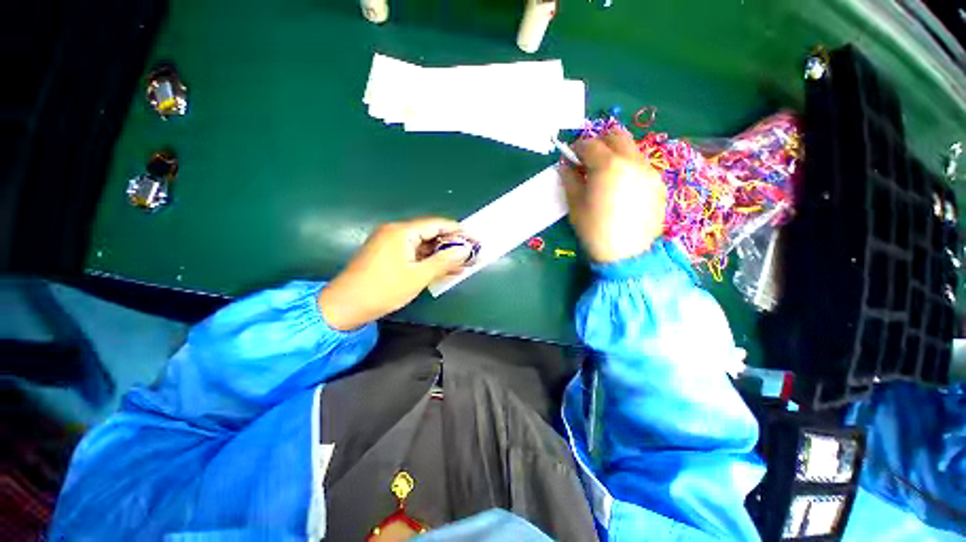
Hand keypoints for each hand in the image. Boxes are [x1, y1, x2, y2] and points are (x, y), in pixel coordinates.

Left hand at [318, 218, 470, 330]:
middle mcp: (395, 232)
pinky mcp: (387, 254)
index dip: (458, 231)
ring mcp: (390, 243)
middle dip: (451, 245)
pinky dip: (428, 260)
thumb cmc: (383, 289)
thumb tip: (465, 250)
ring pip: (422, 245)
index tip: (475, 239)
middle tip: (469, 255)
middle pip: (430, 233)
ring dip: (441, 254)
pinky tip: (442, 269)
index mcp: (402, 232)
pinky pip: (413, 253)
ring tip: (461, 264)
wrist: (345, 306)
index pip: (437, 224)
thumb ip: (444, 261)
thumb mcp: (418, 276)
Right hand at [561, 129, 666, 263]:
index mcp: (608, 165)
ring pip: (631, 149)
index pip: (590, 144)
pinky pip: (641, 166)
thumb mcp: (575, 205)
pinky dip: (628, 168)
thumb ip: (569, 180)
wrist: (627, 255)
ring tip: (605, 176)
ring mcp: (649, 171)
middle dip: (599, 143)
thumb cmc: (594, 230)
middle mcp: (632, 161)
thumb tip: (565, 166)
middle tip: (588, 161)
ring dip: (615, 154)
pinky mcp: (658, 185)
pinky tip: (621, 189)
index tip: (570, 158)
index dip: (576, 148)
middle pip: (616, 136)